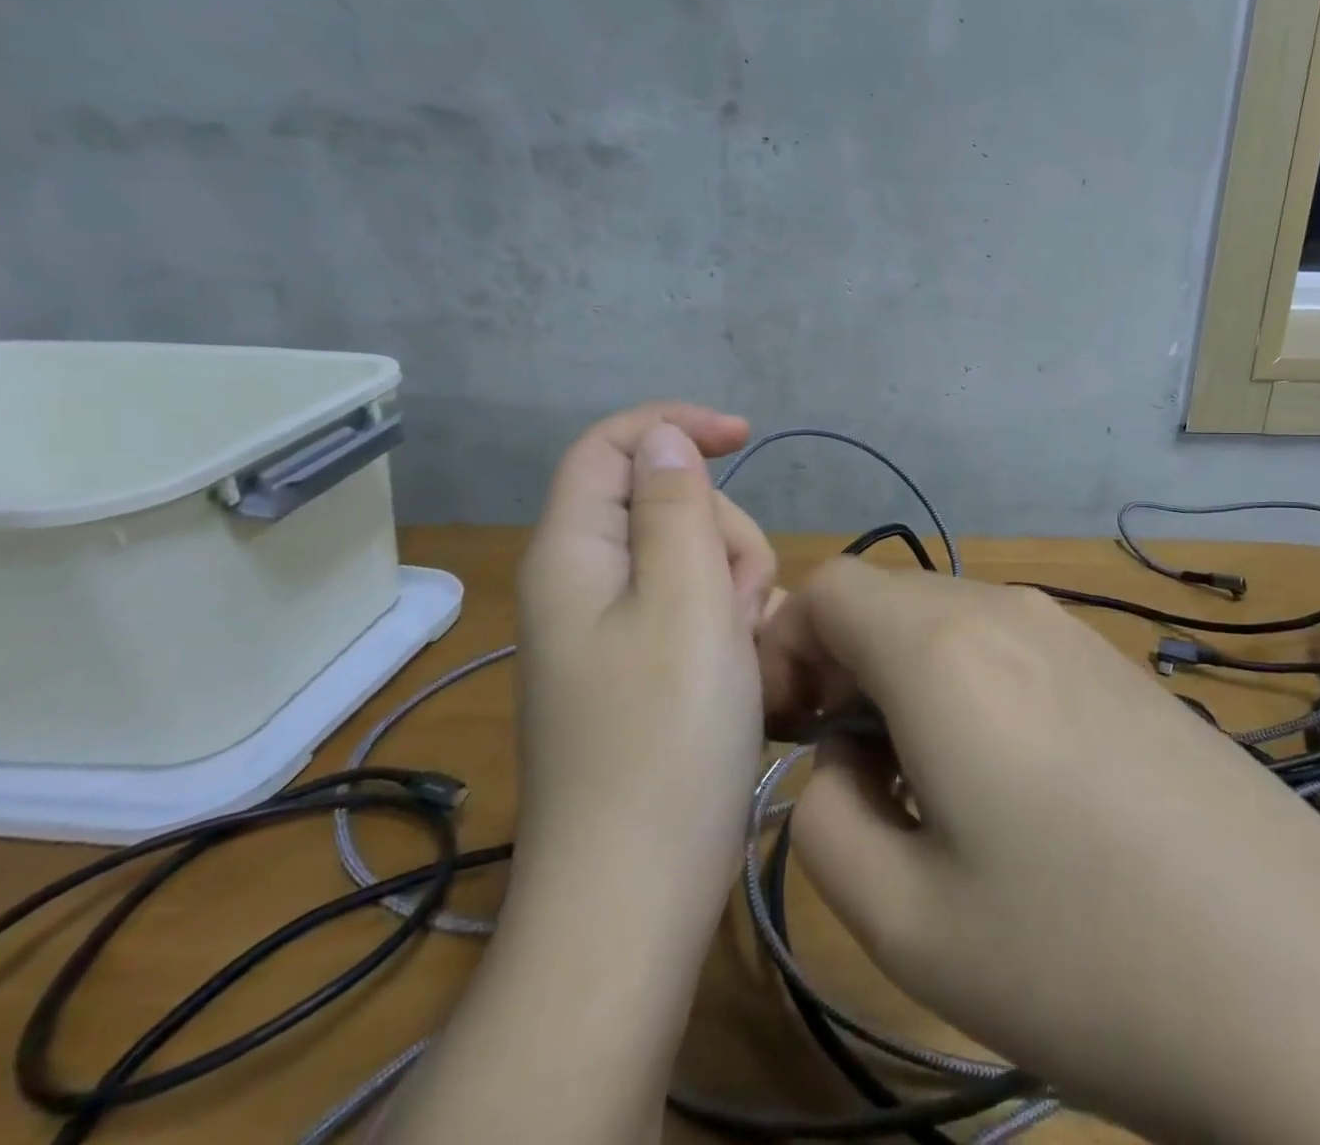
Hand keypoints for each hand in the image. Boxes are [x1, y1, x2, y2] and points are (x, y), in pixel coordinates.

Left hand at [378, 403, 778, 1144]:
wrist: (636, 894)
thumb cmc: (665, 737)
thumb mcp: (684, 601)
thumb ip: (674, 505)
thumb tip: (662, 439)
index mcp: (574, 554)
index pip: (610, 447)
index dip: (674, 425)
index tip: (745, 435)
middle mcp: (584, 585)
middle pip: (664, 504)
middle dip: (721, 531)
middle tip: (741, 598)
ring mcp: (612, 633)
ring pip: (691, 559)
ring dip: (734, 584)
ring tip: (745, 648)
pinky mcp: (642, 672)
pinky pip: (695, 611)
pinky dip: (729, 625)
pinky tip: (745, 671)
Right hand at [759, 561, 1319, 1144]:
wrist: (1312, 987)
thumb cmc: (1086, 958)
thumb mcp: (906, 921)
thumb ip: (825, 818)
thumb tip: (840, 761)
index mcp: (943, 649)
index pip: (827, 589)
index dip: (784, 648)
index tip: (786, 732)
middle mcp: (1007, 610)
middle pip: (885, 600)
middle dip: (838, 665)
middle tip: (847, 769)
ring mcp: (1073, 630)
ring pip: (945, 620)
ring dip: (903, 678)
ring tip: (925, 785)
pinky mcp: (1118, 664)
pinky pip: (1006, 643)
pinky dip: (967, 684)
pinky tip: (1008, 782)